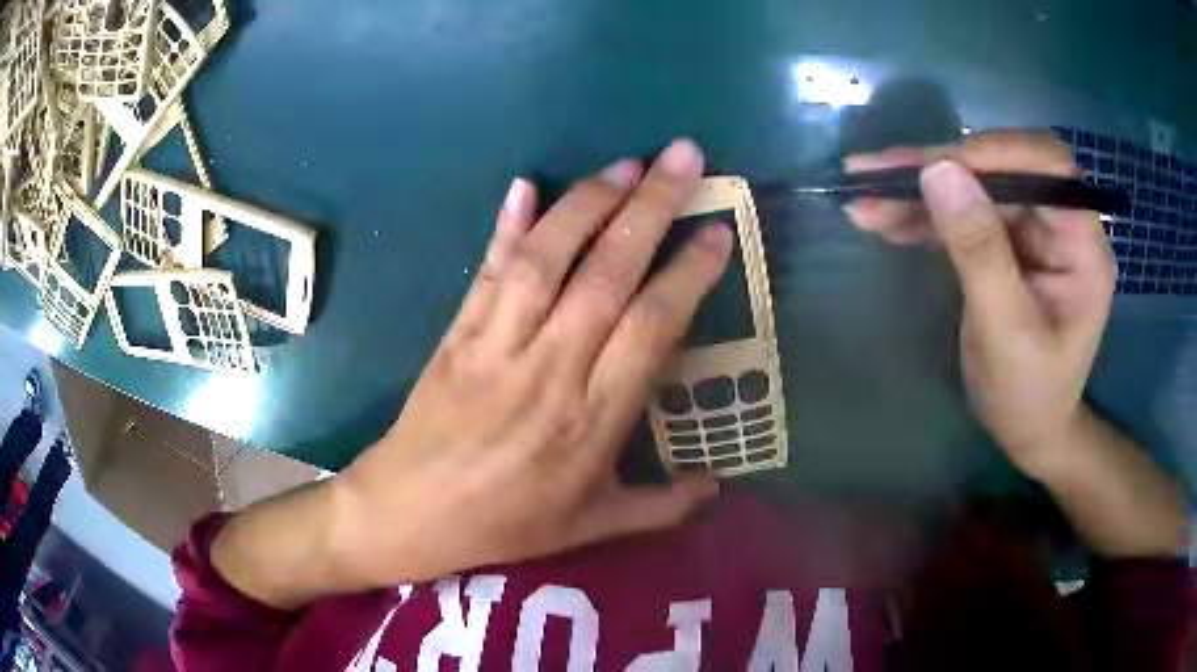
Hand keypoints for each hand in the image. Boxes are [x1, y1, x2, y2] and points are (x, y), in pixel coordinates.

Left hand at [331, 139, 729, 587]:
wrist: (408, 514)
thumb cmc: (504, 525)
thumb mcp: (590, 527)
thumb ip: (660, 507)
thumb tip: (717, 486)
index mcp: (592, 422)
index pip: (652, 327)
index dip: (688, 273)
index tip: (717, 232)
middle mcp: (550, 370)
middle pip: (608, 274)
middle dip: (651, 207)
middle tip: (684, 157)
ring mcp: (496, 345)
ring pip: (548, 259)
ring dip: (589, 202)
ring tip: (627, 163)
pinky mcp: (456, 333)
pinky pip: (487, 272)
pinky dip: (507, 226)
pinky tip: (526, 184)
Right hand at [844, 131, 1116, 480]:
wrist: (1027, 429)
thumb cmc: (1029, 395)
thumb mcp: (1006, 332)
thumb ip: (979, 252)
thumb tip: (938, 171)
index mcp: (1081, 245)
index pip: (1049, 167)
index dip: (996, 153)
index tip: (938, 165)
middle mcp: (1057, 224)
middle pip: (1002, 168)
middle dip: (940, 167)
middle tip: (875, 172)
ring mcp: (1029, 231)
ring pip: (974, 186)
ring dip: (919, 190)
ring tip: (862, 194)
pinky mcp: (1003, 241)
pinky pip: (961, 212)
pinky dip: (921, 214)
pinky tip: (881, 218)